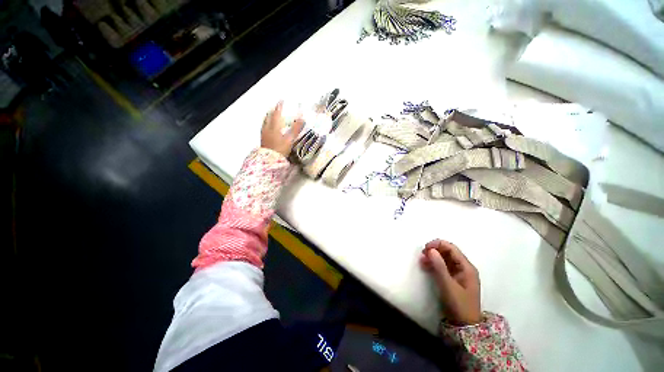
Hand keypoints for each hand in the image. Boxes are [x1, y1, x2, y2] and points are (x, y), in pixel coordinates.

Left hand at [261, 101, 304, 156]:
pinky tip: (268, 127)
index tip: (281, 101)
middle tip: (276, 107)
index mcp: (274, 127)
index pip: (276, 114)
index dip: (279, 107)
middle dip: (272, 111)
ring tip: (271, 115)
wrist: (269, 160)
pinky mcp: (263, 139)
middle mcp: (267, 128)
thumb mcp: (290, 139)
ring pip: (265, 122)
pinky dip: (266, 124)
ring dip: (268, 117)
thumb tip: (302, 118)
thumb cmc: (280, 149)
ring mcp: (264, 134)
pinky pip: (264, 128)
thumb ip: (295, 129)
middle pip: (268, 117)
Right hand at [420, 239, 481, 325]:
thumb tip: (431, 249)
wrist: (465, 325)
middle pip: (448, 252)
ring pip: (445, 259)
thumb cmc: (459, 304)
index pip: (452, 248)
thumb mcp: (448, 285)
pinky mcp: (454, 279)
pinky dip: (435, 264)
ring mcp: (460, 273)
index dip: (438, 245)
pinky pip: (444, 266)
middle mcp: (464, 267)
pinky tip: (426, 266)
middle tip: (422, 254)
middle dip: (435, 250)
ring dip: (433, 257)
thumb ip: (439, 266)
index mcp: (467, 267)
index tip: (425, 248)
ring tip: (422, 261)